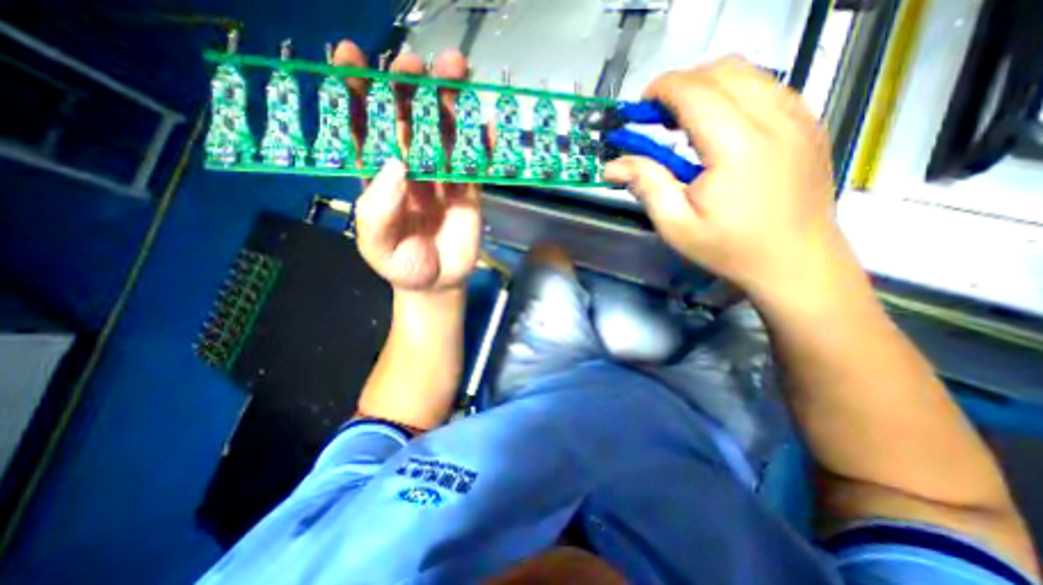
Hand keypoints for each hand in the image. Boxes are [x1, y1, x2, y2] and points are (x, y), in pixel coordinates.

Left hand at [334, 42, 480, 292]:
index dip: (356, 93)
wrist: (437, 284)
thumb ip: (379, 211)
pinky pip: (476, 163)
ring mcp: (442, 179)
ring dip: (449, 103)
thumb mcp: (377, 247)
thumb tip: (396, 165)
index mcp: (379, 178)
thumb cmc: (402, 266)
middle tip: (415, 64)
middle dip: (409, 88)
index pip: (363, 128)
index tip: (351, 57)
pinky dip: (483, 144)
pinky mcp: (468, 191)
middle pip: (408, 121)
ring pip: (445, 134)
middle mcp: (410, 170)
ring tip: (456, 71)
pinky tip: (488, 126)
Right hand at [609, 58, 842, 304]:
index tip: (640, 108)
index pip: (696, 91)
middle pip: (723, 70)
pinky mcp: (809, 124)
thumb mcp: (677, 225)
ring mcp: (799, 118)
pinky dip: (736, 94)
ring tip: (686, 121)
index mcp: (737, 146)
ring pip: (749, 73)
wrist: (796, 262)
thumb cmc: (730, 248)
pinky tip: (721, 127)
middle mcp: (774, 119)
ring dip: (709, 87)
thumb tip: (612, 167)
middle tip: (659, 118)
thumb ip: (646, 185)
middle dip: (683, 84)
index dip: (662, 89)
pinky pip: (768, 88)